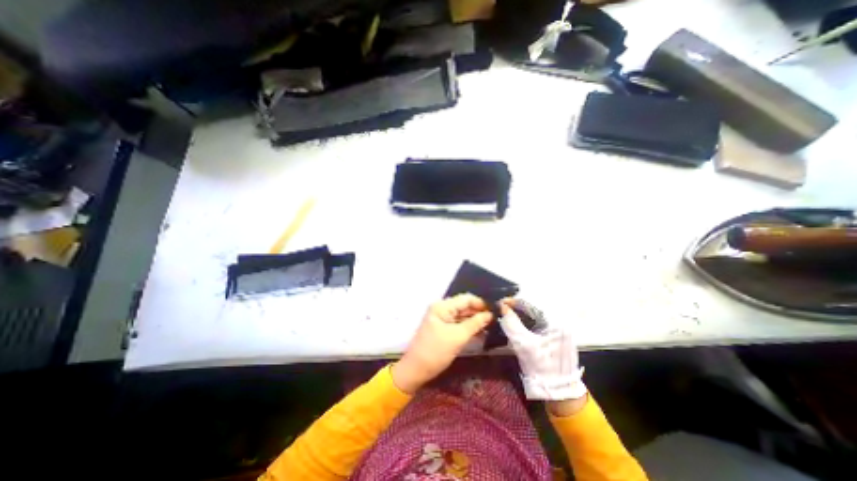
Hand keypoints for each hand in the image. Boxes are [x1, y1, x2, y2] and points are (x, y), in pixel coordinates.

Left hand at [392, 292, 491, 394]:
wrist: (416, 370)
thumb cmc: (436, 351)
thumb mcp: (457, 337)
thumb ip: (475, 323)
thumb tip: (490, 314)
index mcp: (442, 306)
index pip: (466, 299)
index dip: (481, 303)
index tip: (496, 310)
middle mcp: (442, 309)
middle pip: (464, 306)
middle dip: (479, 312)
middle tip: (497, 319)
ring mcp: (442, 319)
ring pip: (463, 315)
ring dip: (476, 320)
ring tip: (493, 325)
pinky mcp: (443, 329)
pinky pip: (459, 324)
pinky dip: (469, 327)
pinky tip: (482, 332)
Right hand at [500, 297, 586, 401]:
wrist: (559, 392)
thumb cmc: (543, 367)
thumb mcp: (525, 345)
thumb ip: (512, 324)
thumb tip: (500, 305)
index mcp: (554, 321)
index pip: (530, 304)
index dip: (513, 302)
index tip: (498, 303)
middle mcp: (556, 321)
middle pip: (530, 309)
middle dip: (513, 309)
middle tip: (498, 310)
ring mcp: (554, 329)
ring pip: (530, 317)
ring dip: (516, 316)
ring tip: (502, 316)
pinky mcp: (549, 336)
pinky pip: (533, 324)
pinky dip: (521, 324)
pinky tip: (511, 325)